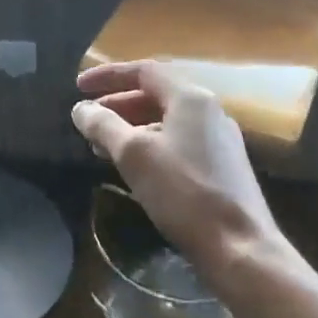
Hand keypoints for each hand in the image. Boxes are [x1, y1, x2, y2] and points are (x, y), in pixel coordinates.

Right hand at [71, 61, 283, 279]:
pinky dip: (149, 145)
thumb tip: (81, 109)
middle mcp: (209, 111)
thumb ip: (104, 126)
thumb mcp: (134, 155)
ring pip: (166, 121)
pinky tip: (132, 167)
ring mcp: (219, 140)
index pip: (144, 71)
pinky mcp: (222, 167)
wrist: (239, 246)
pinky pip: (177, 142)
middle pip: (156, 95)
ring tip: (100, 146)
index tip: (78, 86)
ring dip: (131, 127)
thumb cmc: (184, 193)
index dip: (108, 75)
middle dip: (117, 104)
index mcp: (191, 99)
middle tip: (87, 119)